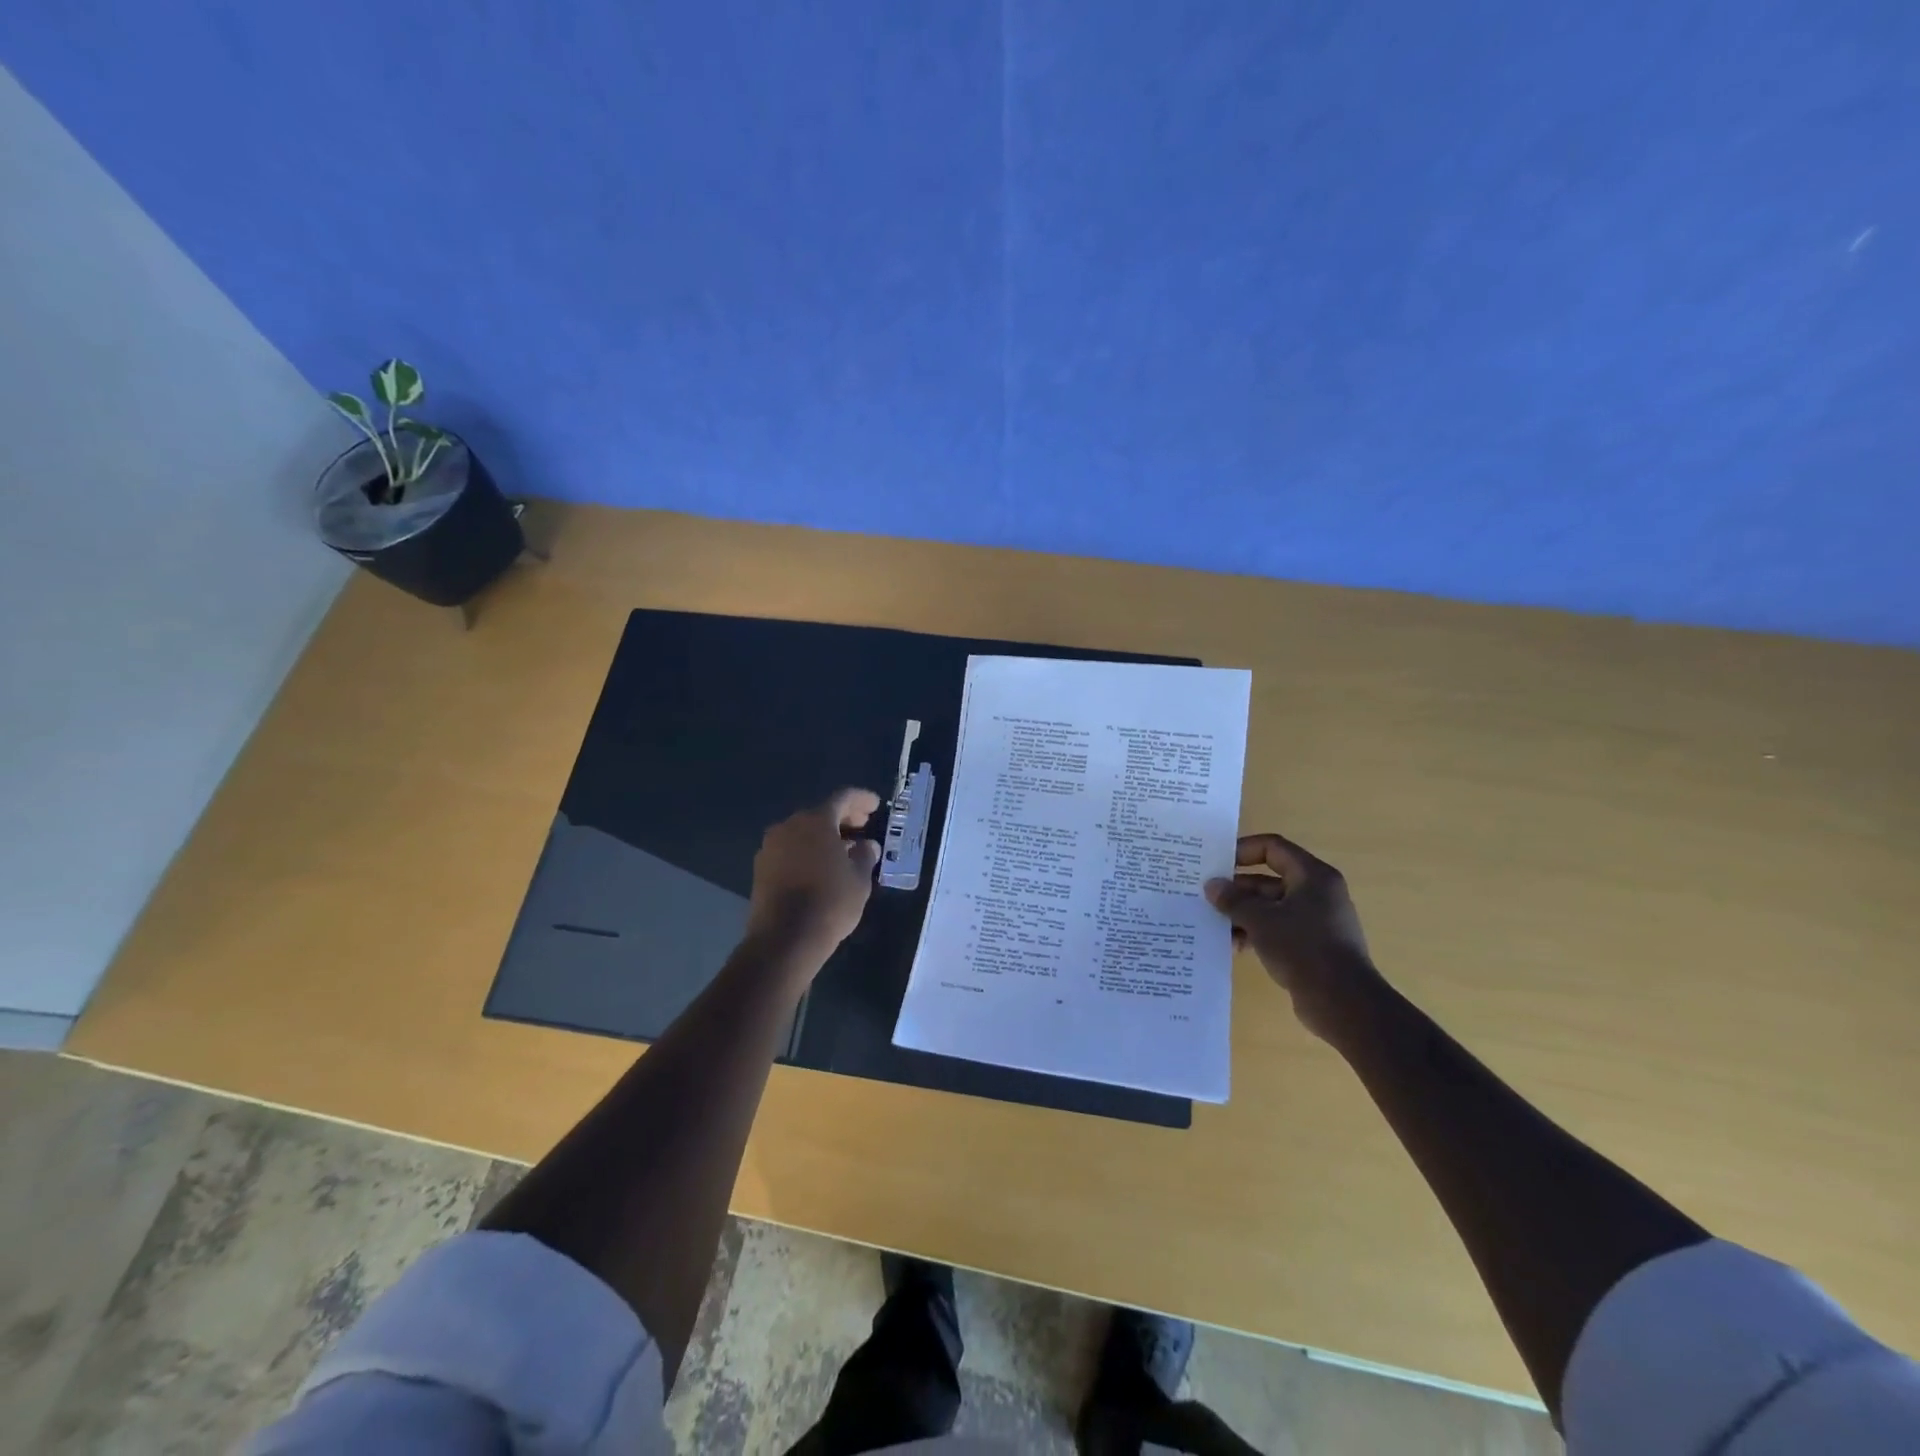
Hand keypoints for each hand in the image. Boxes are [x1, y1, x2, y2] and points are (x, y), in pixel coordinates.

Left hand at [745, 789, 883, 964]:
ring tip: (844, 850)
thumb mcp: (859, 879)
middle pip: (820, 814)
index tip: (875, 805)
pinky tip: (821, 868)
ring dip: (824, 836)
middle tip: (862, 826)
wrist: (784, 939)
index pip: (842, 798)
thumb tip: (867, 845)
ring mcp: (771, 846)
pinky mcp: (761, 868)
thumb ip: (865, 855)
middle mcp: (789, 826)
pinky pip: (790, 849)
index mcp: (816, 821)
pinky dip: (807, 851)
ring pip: (802, 832)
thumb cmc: (830, 902)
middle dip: (843, 818)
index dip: (861, 799)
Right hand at [1206, 832, 1385, 1041]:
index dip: (1242, 850)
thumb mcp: (1261, 920)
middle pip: (1269, 880)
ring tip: (1216, 926)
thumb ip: (1234, 900)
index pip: (1273, 848)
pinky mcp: (1313, 946)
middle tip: (1207, 898)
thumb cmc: (1303, 949)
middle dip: (1237, 890)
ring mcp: (1316, 921)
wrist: (1344, 1004)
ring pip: (1271, 907)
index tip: (1216, 864)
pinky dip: (1256, 933)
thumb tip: (1212, 886)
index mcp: (1313, 876)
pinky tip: (1235, 946)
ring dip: (1243, 914)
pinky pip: (1278, 929)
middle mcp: (1317, 893)